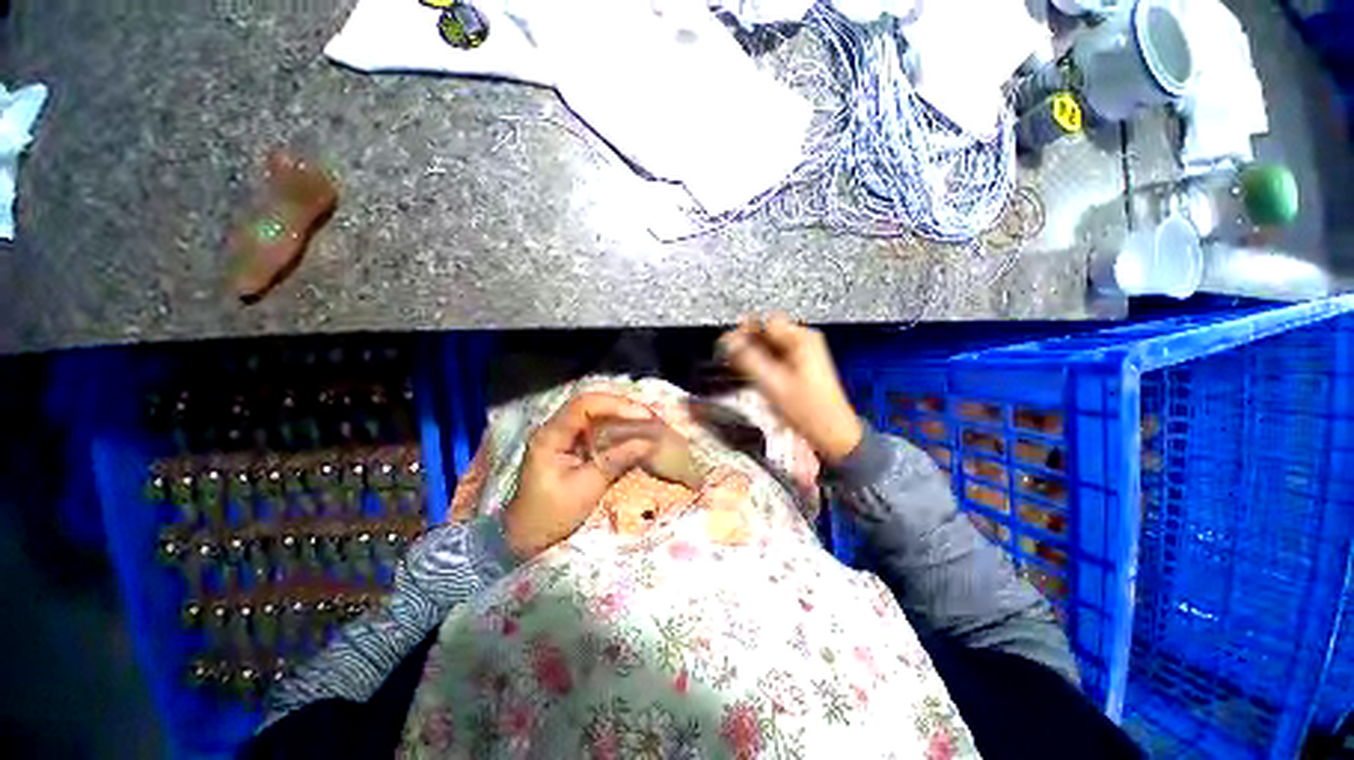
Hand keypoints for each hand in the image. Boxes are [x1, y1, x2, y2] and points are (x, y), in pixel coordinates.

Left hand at [504, 393, 656, 558]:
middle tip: (649, 417)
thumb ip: (616, 461)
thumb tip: (649, 442)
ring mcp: (562, 436)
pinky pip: (595, 428)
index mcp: (550, 436)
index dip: (615, 406)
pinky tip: (632, 433)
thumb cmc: (552, 515)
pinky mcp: (570, 445)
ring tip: (646, 422)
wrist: (527, 537)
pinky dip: (615, 428)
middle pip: (591, 405)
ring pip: (594, 414)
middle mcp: (555, 428)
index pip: (584, 406)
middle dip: (621, 408)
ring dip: (620, 416)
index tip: (642, 415)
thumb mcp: (586, 488)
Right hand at [719, 316, 862, 464]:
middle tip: (732, 357)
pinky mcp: (802, 366)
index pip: (765, 321)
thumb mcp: (771, 382)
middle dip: (748, 344)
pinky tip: (756, 375)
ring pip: (770, 346)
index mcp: (802, 339)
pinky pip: (776, 357)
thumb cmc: (809, 410)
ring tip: (742, 368)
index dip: (744, 331)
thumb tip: (728, 341)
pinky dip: (764, 363)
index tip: (728, 343)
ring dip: (754, 355)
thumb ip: (747, 359)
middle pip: (767, 333)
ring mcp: (805, 354)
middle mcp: (805, 341)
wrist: (831, 433)